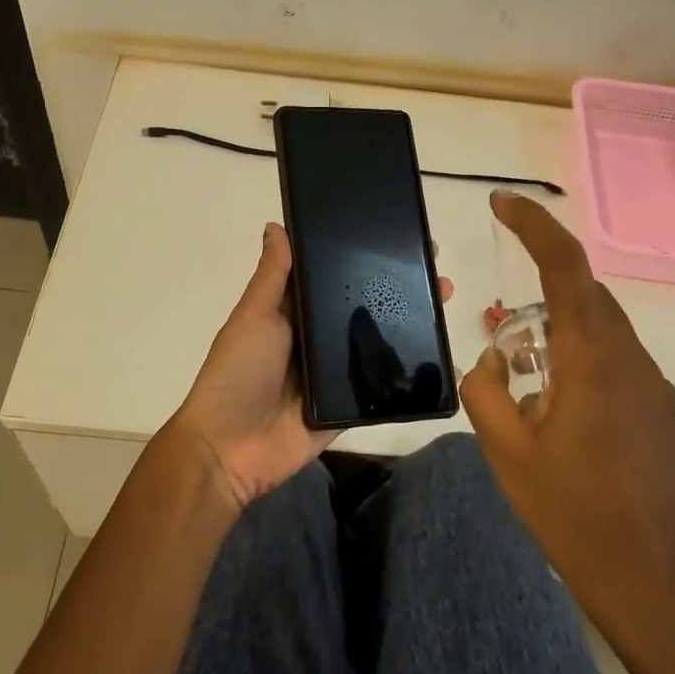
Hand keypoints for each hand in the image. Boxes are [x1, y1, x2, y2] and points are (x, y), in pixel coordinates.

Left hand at [172, 222, 451, 509]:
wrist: (229, 448)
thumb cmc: (238, 372)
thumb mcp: (254, 316)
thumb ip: (273, 276)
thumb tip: (276, 225)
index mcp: (293, 314)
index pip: (333, 279)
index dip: (362, 259)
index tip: (397, 239)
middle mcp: (316, 340)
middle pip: (362, 310)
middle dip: (396, 290)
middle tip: (436, 272)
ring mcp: (334, 375)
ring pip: (378, 345)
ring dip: (410, 326)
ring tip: (444, 302)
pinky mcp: (348, 407)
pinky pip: (381, 389)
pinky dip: (407, 375)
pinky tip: (440, 357)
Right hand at [460, 191, 674, 628]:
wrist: (652, 581)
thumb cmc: (572, 512)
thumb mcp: (507, 451)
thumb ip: (486, 390)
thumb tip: (491, 359)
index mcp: (593, 358)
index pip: (566, 266)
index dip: (534, 225)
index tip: (502, 202)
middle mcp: (632, 360)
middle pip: (586, 295)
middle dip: (542, 291)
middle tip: (501, 329)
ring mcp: (655, 388)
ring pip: (603, 332)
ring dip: (561, 334)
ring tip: (525, 379)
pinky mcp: (664, 416)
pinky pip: (618, 365)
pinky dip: (583, 363)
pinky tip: (562, 413)